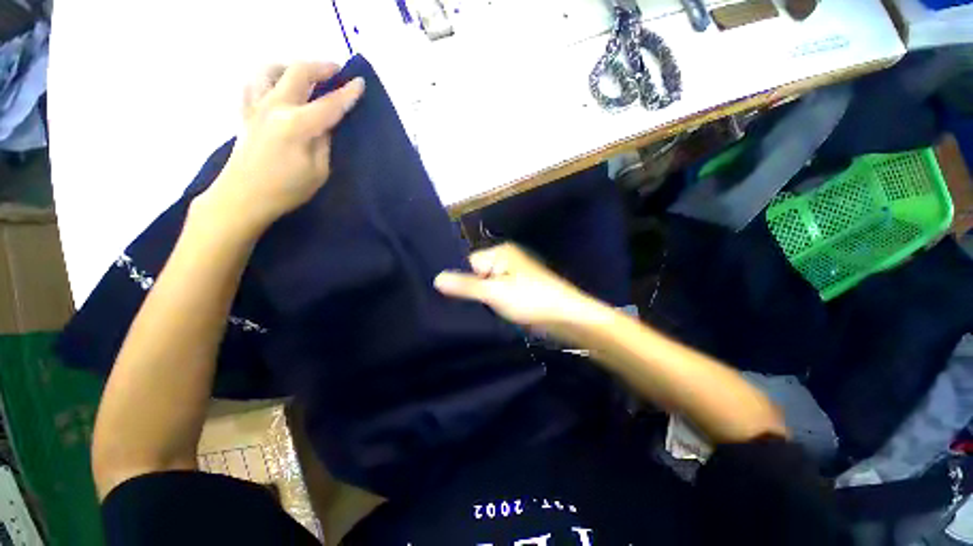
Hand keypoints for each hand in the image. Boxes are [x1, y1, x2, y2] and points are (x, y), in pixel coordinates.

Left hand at [195, 62, 364, 235]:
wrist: (242, 197)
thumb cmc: (286, 190)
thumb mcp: (318, 172)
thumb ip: (324, 143)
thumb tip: (326, 124)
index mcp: (297, 125)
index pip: (329, 104)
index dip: (347, 93)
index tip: (360, 82)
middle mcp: (274, 107)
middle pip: (298, 72)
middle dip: (320, 67)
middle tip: (336, 69)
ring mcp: (255, 106)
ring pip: (269, 69)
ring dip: (290, 66)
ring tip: (303, 74)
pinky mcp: (244, 112)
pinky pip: (253, 83)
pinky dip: (267, 78)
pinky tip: (276, 85)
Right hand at [434, 243, 599, 327]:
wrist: (565, 318)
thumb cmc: (531, 300)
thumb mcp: (494, 292)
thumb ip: (465, 286)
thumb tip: (436, 278)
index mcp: (500, 253)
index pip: (468, 262)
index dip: (460, 280)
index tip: (449, 299)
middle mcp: (505, 261)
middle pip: (476, 275)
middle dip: (469, 291)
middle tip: (458, 309)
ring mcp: (511, 278)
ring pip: (485, 287)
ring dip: (480, 300)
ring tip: (471, 314)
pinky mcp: (516, 292)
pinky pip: (496, 295)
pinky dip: (490, 305)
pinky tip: (483, 315)